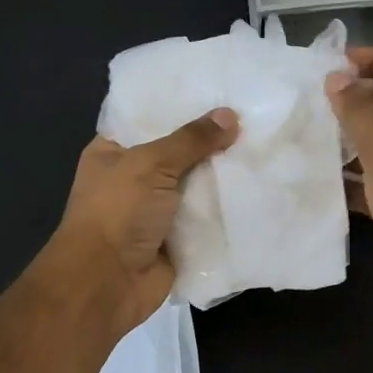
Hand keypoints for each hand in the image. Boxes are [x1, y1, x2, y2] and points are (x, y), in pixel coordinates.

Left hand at [44, 108, 239, 334]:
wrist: (107, 283)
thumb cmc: (117, 212)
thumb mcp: (151, 164)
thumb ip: (191, 140)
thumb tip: (230, 115)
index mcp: (114, 152)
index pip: (149, 118)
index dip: (181, 105)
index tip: (219, 89)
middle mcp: (134, 178)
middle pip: (179, 152)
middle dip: (211, 140)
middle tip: (253, 116)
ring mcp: (157, 210)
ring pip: (197, 185)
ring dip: (224, 175)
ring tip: (264, 146)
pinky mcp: (178, 238)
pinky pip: (207, 217)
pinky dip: (228, 208)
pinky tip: (261, 186)